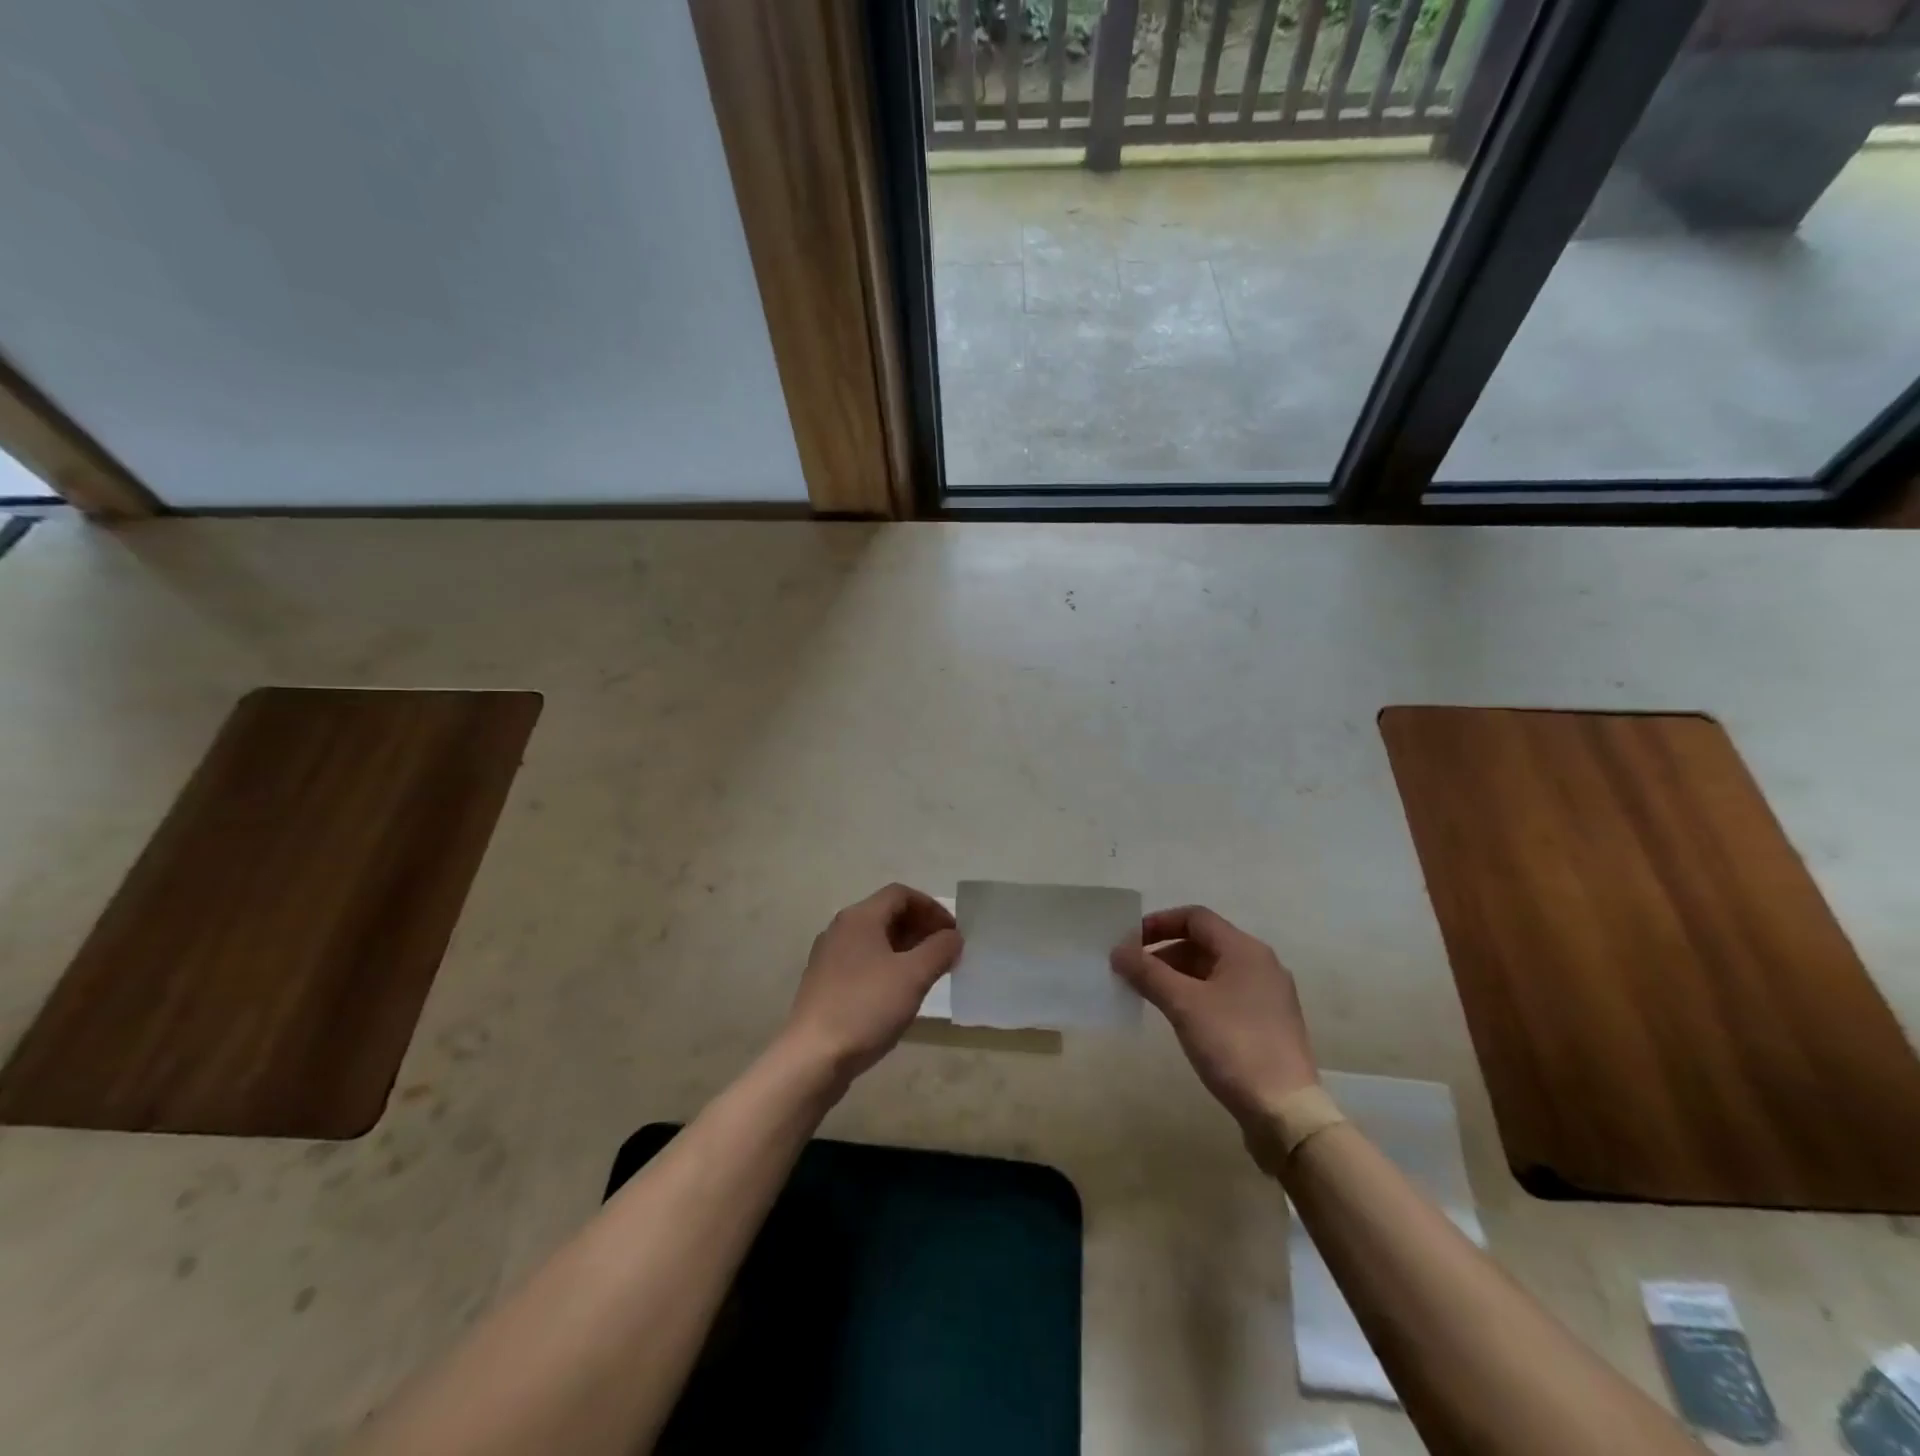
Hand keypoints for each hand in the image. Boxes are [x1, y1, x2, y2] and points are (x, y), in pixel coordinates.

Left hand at [780, 884, 962, 1086]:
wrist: (813, 1056)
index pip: (901, 894)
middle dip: (920, 927)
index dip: (932, 908)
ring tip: (928, 973)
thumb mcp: (913, 976)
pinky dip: (887, 965)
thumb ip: (939, 950)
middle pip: (886, 914)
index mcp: (860, 917)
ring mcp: (828, 956)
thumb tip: (952, 936)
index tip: (953, 933)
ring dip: (905, 948)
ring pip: (874, 939)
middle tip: (945, 952)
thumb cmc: (866, 1007)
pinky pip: (862, 961)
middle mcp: (840, 929)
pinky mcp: (824, 982)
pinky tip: (898, 993)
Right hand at [1112, 905, 1317, 1131]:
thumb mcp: (1183, 1004)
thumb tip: (1118, 951)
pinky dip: (1197, 996)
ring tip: (1149, 995)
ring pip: (1214, 971)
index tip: (1129, 942)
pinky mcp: (1268, 1024)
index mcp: (1245, 950)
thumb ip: (1147, 972)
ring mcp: (1268, 996)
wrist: (1285, 1112)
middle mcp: (1261, 965)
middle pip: (1204, 943)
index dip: (1159, 923)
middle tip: (1133, 972)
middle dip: (1164, 952)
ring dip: (1178, 975)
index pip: (1195, 918)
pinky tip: (1180, 1018)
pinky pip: (1225, 995)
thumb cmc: (1233, 1045)